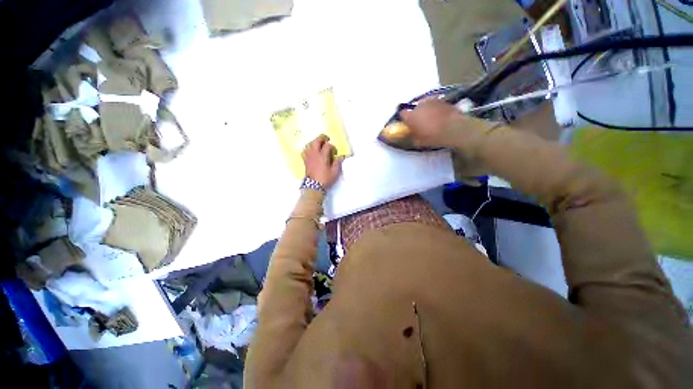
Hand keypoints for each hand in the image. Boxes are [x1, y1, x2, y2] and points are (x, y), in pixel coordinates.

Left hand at [302, 134, 343, 188]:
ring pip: (309, 144)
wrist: (313, 186)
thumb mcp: (334, 172)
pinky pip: (304, 150)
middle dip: (322, 138)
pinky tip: (311, 150)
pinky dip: (308, 148)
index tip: (334, 152)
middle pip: (316, 140)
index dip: (332, 146)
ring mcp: (309, 156)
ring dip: (315, 142)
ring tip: (319, 144)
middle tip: (327, 139)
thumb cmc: (325, 179)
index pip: (327, 145)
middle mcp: (315, 154)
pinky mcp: (305, 160)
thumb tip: (340, 156)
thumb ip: (337, 163)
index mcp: (322, 156)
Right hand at [399, 99, 489, 149]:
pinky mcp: (442, 100)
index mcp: (411, 116)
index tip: (407, 124)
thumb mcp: (418, 142)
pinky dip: (435, 109)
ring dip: (426, 111)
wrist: (454, 129)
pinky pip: (435, 104)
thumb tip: (409, 134)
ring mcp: (431, 101)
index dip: (404, 119)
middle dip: (416, 115)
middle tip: (420, 123)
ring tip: (431, 119)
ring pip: (425, 105)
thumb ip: (411, 136)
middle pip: (414, 109)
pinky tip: (440, 116)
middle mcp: (419, 106)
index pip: (402, 114)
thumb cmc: (433, 137)